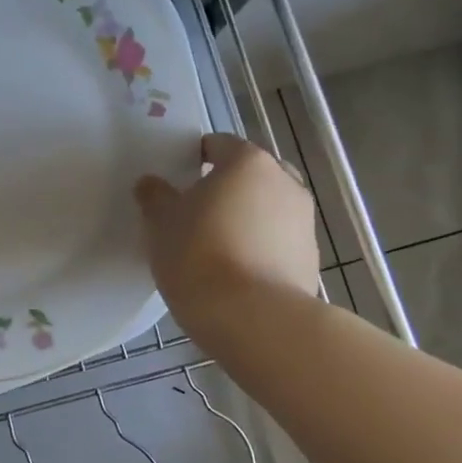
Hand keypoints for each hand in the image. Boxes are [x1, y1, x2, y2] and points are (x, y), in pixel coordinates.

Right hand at [134, 133, 319, 325]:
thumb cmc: (199, 255)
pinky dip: (260, 248)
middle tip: (197, 213)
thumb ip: (155, 196)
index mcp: (248, 162)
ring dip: (246, 219)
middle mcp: (284, 182)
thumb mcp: (160, 223)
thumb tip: (151, 184)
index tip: (177, 181)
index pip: (219, 144)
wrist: (252, 318)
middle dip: (227, 188)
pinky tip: (235, 273)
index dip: (195, 158)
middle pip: (250, 175)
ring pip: (268, 208)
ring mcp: (304, 222)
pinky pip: (278, 242)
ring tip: (215, 247)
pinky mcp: (310, 259)